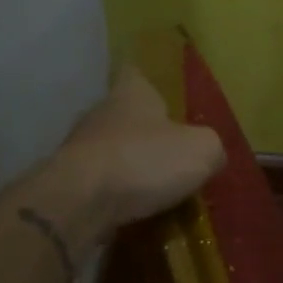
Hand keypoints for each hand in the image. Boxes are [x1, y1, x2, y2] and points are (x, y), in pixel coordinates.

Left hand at [53, 64, 224, 236]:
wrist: (80, 203)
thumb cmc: (145, 160)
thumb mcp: (203, 150)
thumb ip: (213, 147)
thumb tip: (212, 154)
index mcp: (131, 93)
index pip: (138, 73)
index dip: (152, 81)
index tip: (167, 96)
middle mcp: (101, 113)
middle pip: (127, 115)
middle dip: (149, 131)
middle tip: (177, 152)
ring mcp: (80, 148)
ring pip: (114, 150)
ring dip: (134, 165)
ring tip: (161, 187)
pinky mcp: (69, 182)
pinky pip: (102, 183)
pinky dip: (119, 193)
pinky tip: (138, 208)